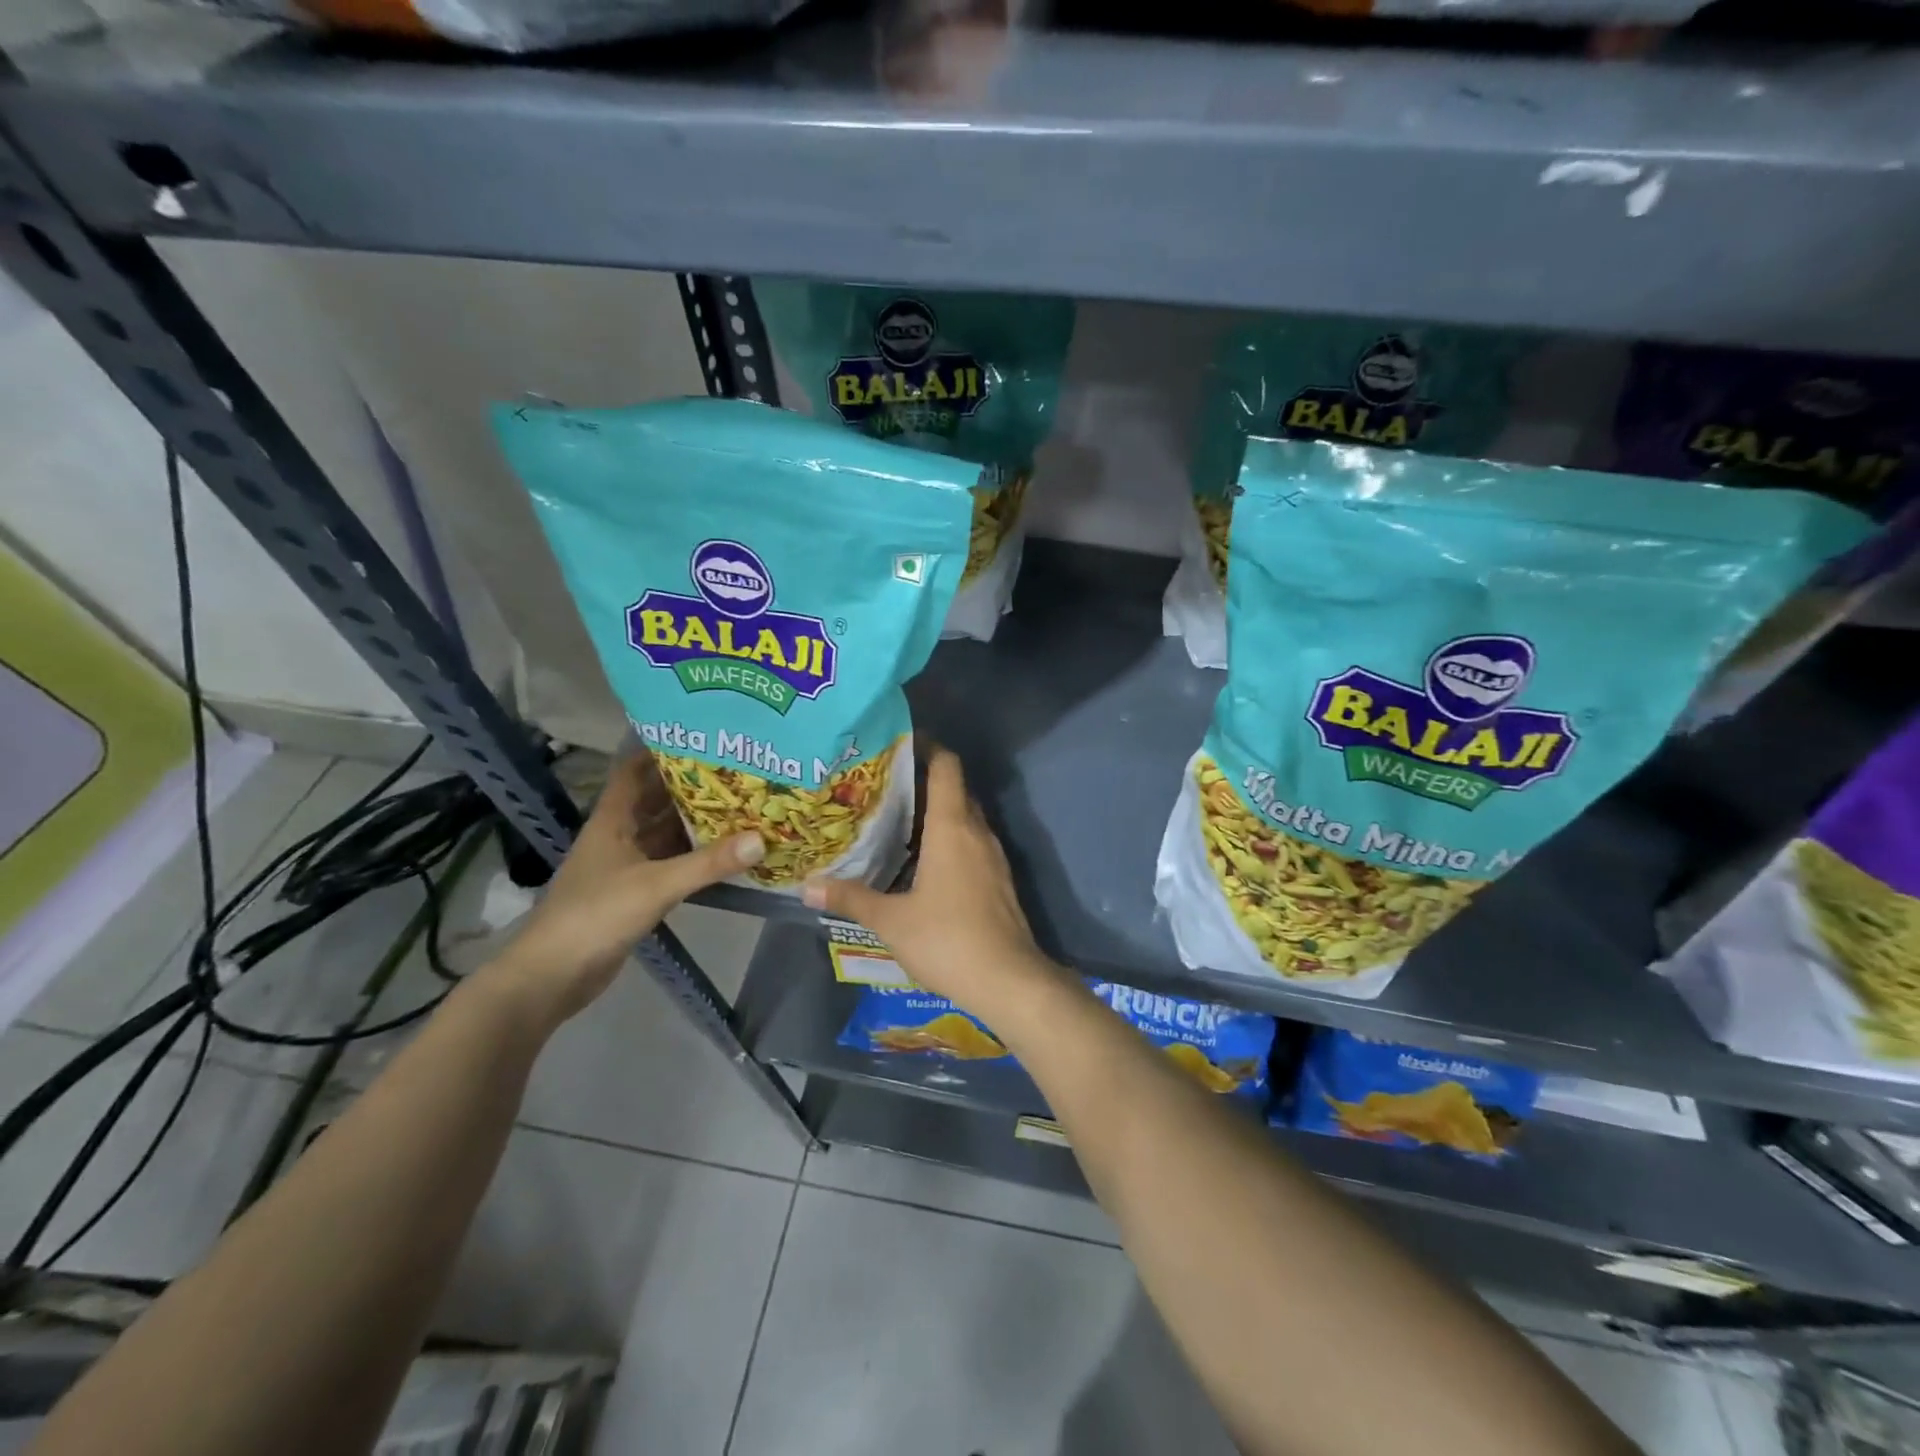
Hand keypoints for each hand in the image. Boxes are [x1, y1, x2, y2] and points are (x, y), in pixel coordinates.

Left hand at [490, 753, 761, 1023]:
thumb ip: (708, 863)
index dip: (662, 748)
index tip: (702, 734)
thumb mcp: (656, 885)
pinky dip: (697, 856)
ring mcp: (628, 865)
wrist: (553, 975)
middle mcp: (620, 835)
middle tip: (739, 768)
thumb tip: (761, 838)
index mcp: (613, 820)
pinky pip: (673, 862)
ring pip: (667, 832)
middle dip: (694, 784)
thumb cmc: (595, 915)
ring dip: (698, 821)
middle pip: (658, 799)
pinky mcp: (637, 892)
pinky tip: (728, 851)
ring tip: (743, 802)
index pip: (635, 770)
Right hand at [802, 748, 1064, 1023]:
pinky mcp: (1000, 880)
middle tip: (886, 785)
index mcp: (953, 827)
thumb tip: (807, 886)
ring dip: (939, 813)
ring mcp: (994, 857)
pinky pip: (973, 844)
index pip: (947, 766)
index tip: (899, 743)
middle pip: (956, 789)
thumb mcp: (890, 920)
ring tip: (899, 820)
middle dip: (925, 781)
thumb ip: (851, 898)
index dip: (927, 747)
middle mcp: (977, 832)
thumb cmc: (947, 939)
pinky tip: (924, 862)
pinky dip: (951, 840)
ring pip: (966, 819)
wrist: (1008, 980)